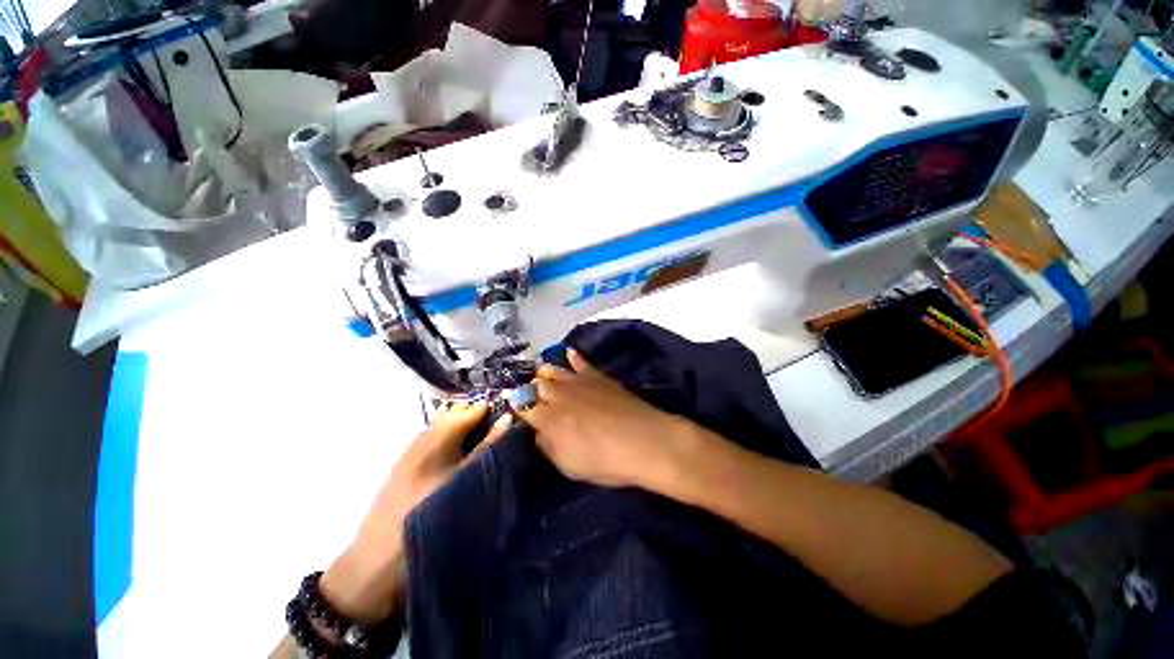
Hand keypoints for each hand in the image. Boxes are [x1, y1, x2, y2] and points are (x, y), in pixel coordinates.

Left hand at [321, 402, 510, 624]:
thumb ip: (487, 448)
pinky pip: (435, 446)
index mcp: (435, 440)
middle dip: (480, 422)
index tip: (513, 419)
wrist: (374, 569)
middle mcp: (421, 441)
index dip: (492, 411)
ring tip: (486, 448)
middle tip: (502, 435)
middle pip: (456, 418)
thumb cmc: (428, 522)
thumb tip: (507, 418)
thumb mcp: (465, 485)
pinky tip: (462, 463)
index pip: (470, 411)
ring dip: (467, 435)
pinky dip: (452, 447)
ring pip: (445, 433)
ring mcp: (410, 456)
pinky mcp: (404, 471)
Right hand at [514, 349, 697, 490]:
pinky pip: (579, 360)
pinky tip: (567, 354)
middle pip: (535, 383)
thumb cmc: (604, 461)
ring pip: (551, 368)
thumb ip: (548, 446)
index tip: (520, 410)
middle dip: (531, 389)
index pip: (522, 404)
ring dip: (545, 373)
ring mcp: (577, 381)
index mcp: (546, 418)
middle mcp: (557, 394)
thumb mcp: (567, 465)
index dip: (518, 405)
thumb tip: (539, 432)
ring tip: (545, 379)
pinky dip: (571, 356)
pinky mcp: (597, 375)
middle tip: (535, 399)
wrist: (643, 441)